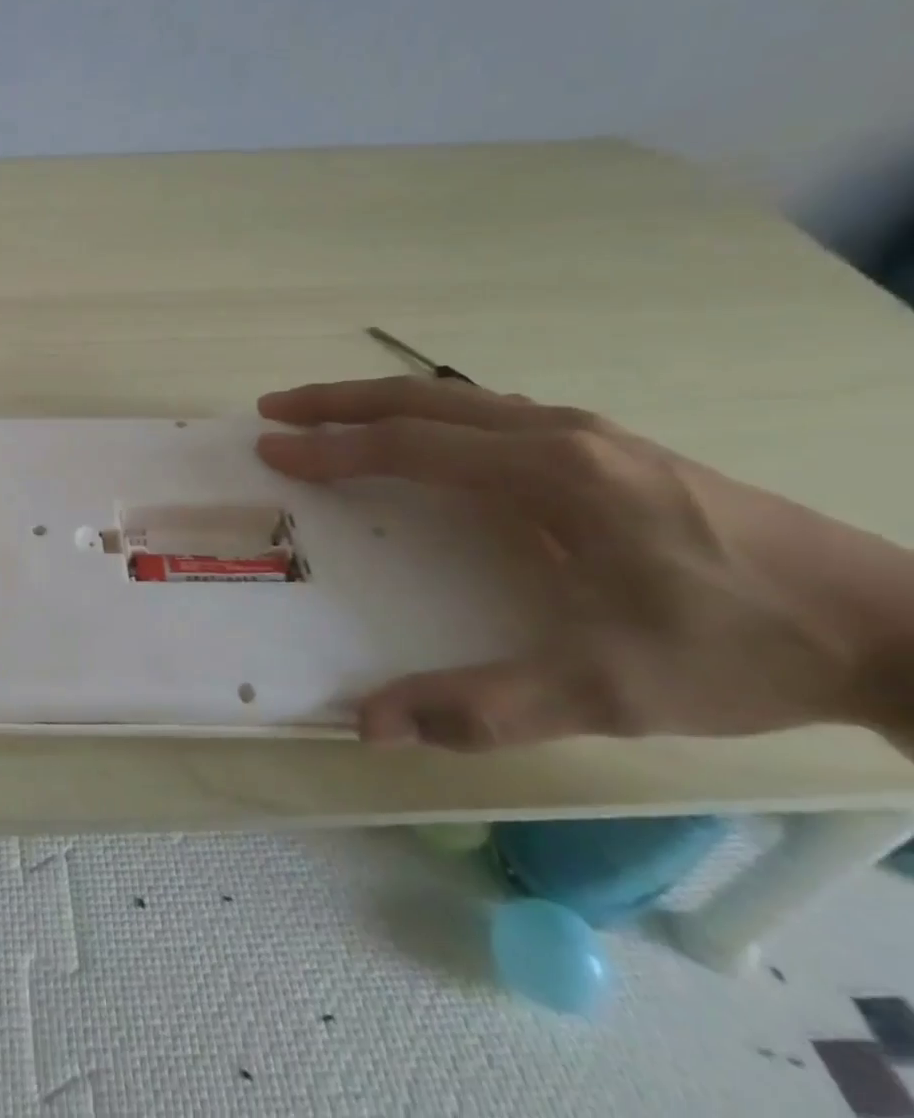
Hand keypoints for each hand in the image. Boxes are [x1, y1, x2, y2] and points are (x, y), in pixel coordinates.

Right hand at [254, 376, 913, 750]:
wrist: (888, 626)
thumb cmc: (733, 649)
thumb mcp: (605, 692)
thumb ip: (480, 706)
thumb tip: (367, 724)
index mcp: (547, 473)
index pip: (407, 445)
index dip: (329, 448)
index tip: (270, 449)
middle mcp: (555, 432)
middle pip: (419, 398)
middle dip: (335, 401)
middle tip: (273, 409)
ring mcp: (583, 431)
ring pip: (454, 397)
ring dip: (379, 402)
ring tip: (325, 415)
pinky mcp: (602, 444)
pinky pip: (486, 412)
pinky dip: (427, 414)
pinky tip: (420, 439)